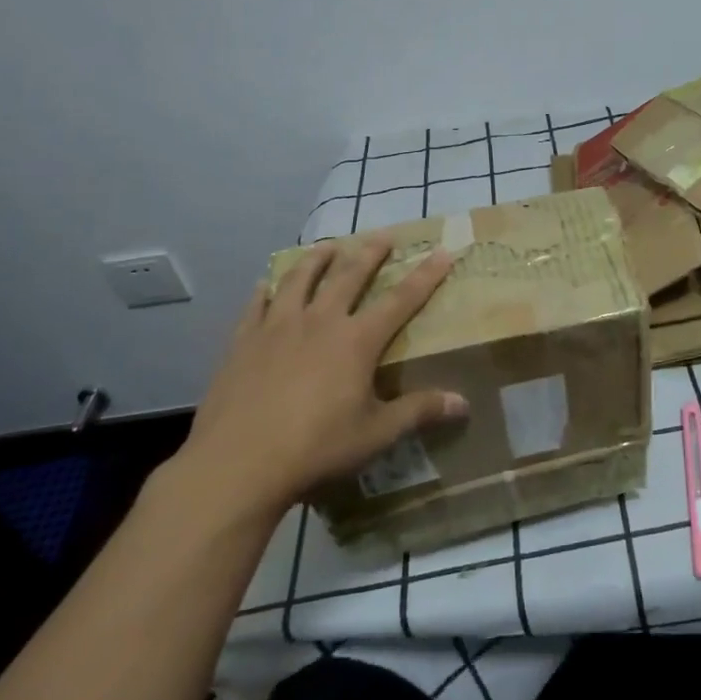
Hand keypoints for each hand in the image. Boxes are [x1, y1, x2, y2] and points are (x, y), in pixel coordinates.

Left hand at [171, 238, 467, 524]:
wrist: (237, 465)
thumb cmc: (316, 448)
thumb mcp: (376, 434)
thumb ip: (419, 412)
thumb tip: (463, 404)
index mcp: (357, 341)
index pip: (401, 300)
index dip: (425, 276)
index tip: (441, 251)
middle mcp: (320, 322)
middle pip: (349, 276)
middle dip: (370, 253)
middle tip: (383, 235)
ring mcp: (277, 328)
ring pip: (300, 280)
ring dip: (317, 259)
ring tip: (328, 246)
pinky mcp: (243, 343)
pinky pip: (256, 306)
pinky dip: (264, 291)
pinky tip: (264, 285)